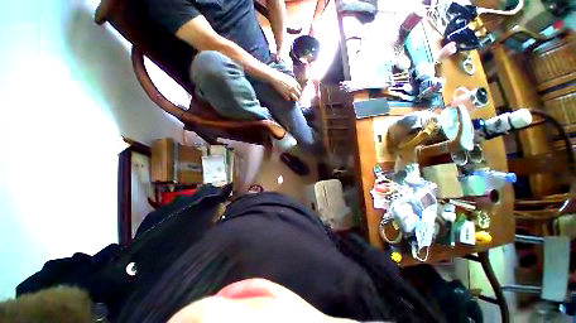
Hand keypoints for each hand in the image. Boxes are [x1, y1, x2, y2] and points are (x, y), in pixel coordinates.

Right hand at [269, 70, 301, 100]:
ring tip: (291, 100)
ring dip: (294, 100)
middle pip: (298, 95)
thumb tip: (294, 86)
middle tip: (294, 98)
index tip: (296, 93)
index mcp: (295, 83)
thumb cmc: (280, 76)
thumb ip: (293, 82)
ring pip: (295, 98)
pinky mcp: (285, 95)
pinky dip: (288, 100)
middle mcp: (294, 87)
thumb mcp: (289, 78)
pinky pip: (289, 100)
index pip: (300, 89)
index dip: (298, 92)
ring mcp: (290, 91)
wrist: (274, 77)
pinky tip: (287, 99)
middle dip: (297, 96)